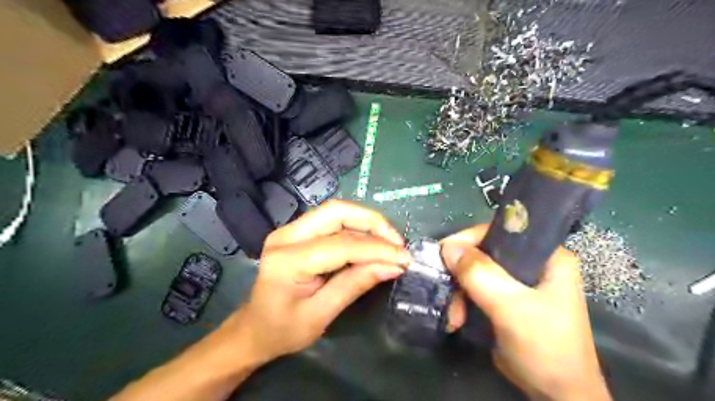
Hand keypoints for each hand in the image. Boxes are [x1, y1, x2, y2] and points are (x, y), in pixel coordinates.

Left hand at [235, 200, 409, 363]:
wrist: (254, 328)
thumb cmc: (283, 330)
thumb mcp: (321, 315)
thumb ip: (355, 285)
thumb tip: (393, 266)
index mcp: (288, 260)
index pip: (341, 245)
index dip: (376, 249)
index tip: (404, 258)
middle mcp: (286, 235)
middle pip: (337, 212)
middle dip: (373, 223)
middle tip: (398, 242)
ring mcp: (289, 229)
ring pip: (336, 211)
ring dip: (367, 222)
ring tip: (390, 241)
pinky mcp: (297, 231)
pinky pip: (332, 220)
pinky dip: (356, 227)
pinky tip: (371, 241)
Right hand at [440, 225, 610, 400]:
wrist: (556, 396)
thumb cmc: (545, 347)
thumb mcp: (511, 307)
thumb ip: (480, 275)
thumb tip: (447, 246)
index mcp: (547, 256)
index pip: (501, 232)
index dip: (470, 239)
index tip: (444, 254)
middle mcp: (532, 264)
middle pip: (484, 253)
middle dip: (461, 274)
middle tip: (446, 290)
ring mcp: (518, 283)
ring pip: (476, 273)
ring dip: (459, 292)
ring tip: (453, 316)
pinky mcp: (506, 300)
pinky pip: (476, 289)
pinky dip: (462, 302)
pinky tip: (457, 319)